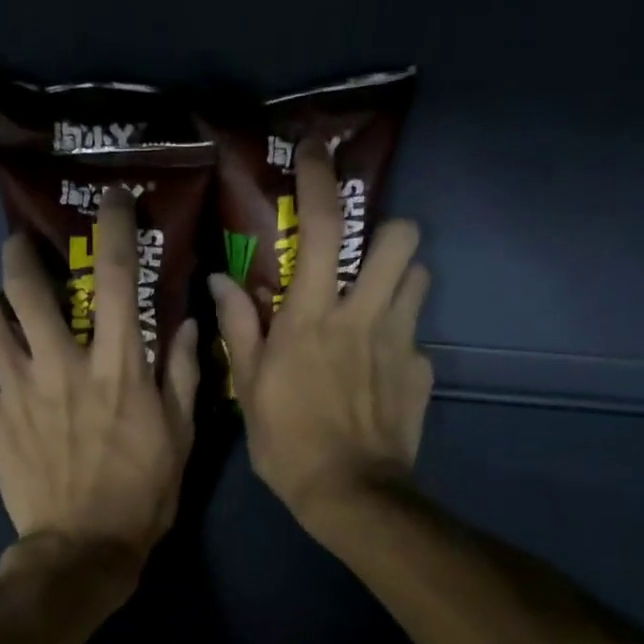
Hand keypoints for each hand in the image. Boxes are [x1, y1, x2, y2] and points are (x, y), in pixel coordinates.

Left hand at [0, 187, 198, 583]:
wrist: (83, 549)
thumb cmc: (143, 495)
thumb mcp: (181, 438)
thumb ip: (185, 376)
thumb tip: (187, 325)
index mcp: (117, 365)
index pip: (119, 276)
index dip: (115, 226)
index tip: (111, 200)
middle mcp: (62, 364)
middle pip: (24, 284)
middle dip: (19, 254)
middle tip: (21, 251)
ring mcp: (19, 391)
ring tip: (7, 324)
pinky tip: (0, 390)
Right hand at [211, 137, 432, 529]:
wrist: (348, 492)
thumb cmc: (286, 442)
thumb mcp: (248, 389)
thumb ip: (238, 329)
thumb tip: (222, 282)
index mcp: (311, 316)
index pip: (322, 226)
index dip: (321, 179)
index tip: (316, 150)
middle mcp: (362, 314)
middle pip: (400, 235)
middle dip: (385, 232)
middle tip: (360, 259)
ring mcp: (400, 341)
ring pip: (419, 276)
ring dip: (397, 280)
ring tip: (374, 307)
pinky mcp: (421, 371)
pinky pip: (416, 338)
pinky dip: (399, 343)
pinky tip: (379, 374)